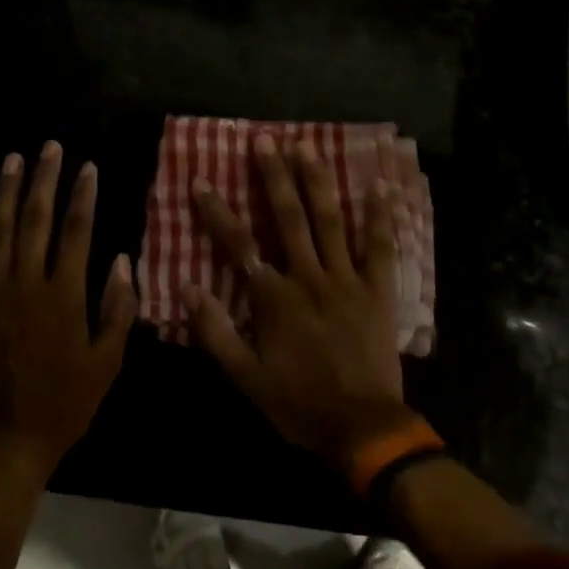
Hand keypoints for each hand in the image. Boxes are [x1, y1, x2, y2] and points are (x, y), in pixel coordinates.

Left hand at [0, 142, 137, 472]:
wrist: (7, 441)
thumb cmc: (66, 404)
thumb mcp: (107, 362)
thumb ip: (117, 309)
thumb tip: (121, 261)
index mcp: (65, 295)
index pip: (77, 231)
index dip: (83, 196)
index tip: (88, 167)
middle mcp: (27, 284)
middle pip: (36, 219)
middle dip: (44, 179)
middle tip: (49, 147)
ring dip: (5, 192)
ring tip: (12, 159)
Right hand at [185, 133, 412, 470]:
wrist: (363, 427)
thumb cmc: (299, 404)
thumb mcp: (246, 378)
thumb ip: (215, 333)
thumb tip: (188, 288)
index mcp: (275, 298)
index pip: (239, 246)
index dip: (217, 212)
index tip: (201, 181)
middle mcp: (310, 278)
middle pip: (290, 219)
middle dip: (274, 177)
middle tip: (266, 140)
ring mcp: (348, 281)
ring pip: (331, 223)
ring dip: (318, 183)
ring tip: (308, 148)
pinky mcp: (378, 291)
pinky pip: (380, 248)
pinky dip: (379, 217)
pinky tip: (378, 186)